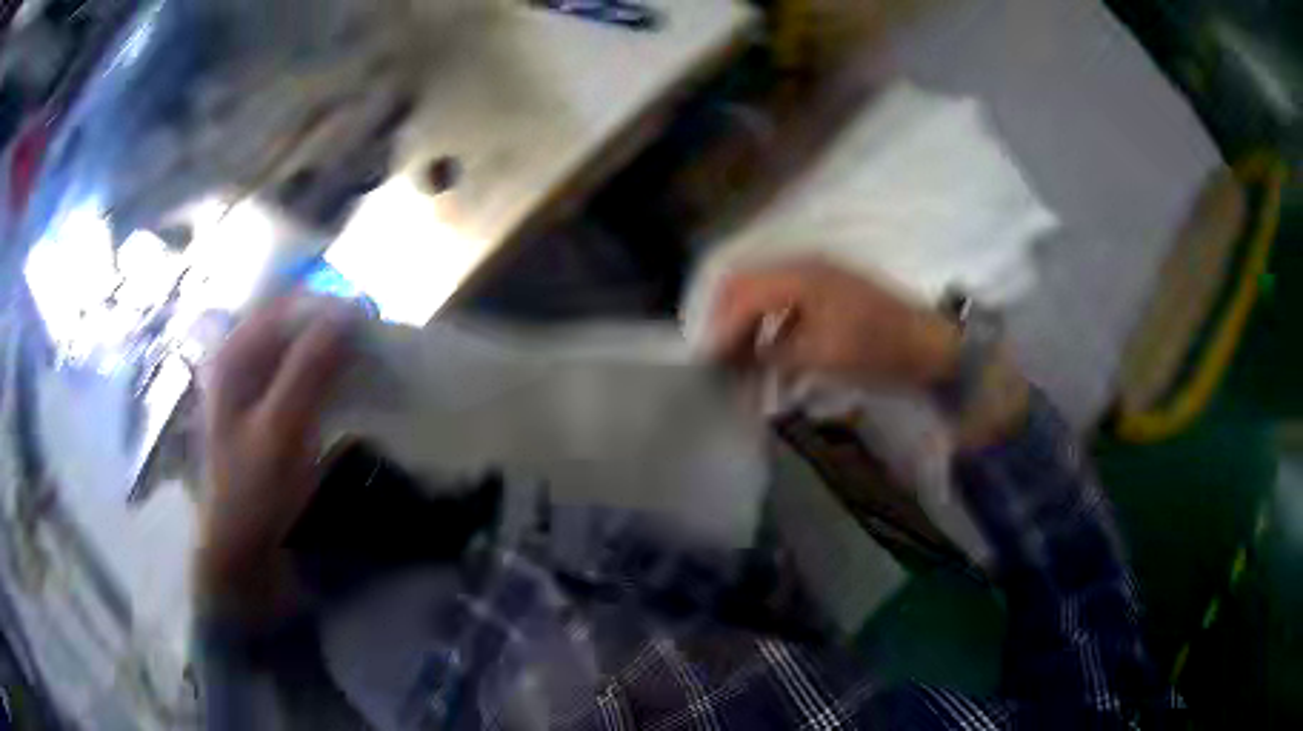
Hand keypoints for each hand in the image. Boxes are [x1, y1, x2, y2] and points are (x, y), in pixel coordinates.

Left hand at [195, 298, 354, 613]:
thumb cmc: (254, 487)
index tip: (371, 324)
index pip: (286, 308)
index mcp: (234, 354)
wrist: (243, 542)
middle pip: (293, 323)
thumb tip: (347, 313)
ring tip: (370, 365)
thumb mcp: (280, 430)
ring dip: (335, 351)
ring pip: (301, 347)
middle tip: (374, 348)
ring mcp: (255, 380)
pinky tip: (352, 386)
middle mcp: (242, 356)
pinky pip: (303, 372)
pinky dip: (329, 373)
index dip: (327, 308)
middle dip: (334, 329)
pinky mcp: (270, 402)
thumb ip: (308, 370)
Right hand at [708, 259, 959, 389]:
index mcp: (800, 275)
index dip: (719, 324)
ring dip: (748, 328)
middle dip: (728, 323)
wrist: (929, 346)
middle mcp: (803, 268)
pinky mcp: (828, 298)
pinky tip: (772, 361)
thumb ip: (776, 351)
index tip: (707, 360)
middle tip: (719, 361)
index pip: (741, 291)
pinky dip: (772, 333)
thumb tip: (744, 356)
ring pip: (764, 298)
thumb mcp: (823, 355)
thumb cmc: (877, 348)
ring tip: (740, 365)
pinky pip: (785, 309)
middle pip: (747, 287)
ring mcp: (817, 281)